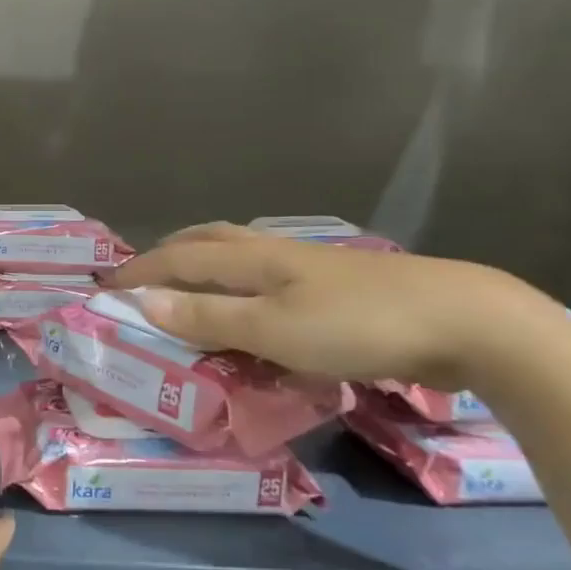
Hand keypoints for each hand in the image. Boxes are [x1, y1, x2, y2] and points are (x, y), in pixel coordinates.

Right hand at [106, 222, 552, 387]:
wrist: (464, 321)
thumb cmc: (358, 325)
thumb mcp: (274, 329)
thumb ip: (209, 316)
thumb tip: (144, 301)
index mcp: (255, 259)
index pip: (180, 257)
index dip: (140, 271)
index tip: (106, 288)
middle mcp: (276, 253)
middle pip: (209, 240)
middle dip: (169, 254)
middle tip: (141, 276)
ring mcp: (310, 268)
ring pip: (241, 255)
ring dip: (204, 264)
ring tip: (187, 285)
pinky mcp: (338, 288)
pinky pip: (268, 279)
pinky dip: (240, 286)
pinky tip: (253, 306)